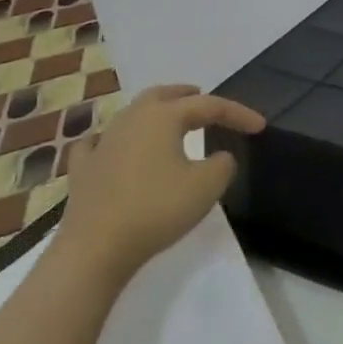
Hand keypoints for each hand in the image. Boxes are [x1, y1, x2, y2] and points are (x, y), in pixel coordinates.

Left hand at [56, 83, 265, 281]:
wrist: (96, 248)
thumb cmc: (157, 209)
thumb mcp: (207, 186)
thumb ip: (222, 164)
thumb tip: (218, 157)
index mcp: (162, 117)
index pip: (208, 105)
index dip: (238, 113)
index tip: (260, 126)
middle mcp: (130, 120)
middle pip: (162, 96)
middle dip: (186, 95)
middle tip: (203, 99)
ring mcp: (101, 143)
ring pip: (131, 115)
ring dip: (154, 113)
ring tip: (170, 122)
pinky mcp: (82, 170)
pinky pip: (97, 143)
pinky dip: (111, 139)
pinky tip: (112, 145)